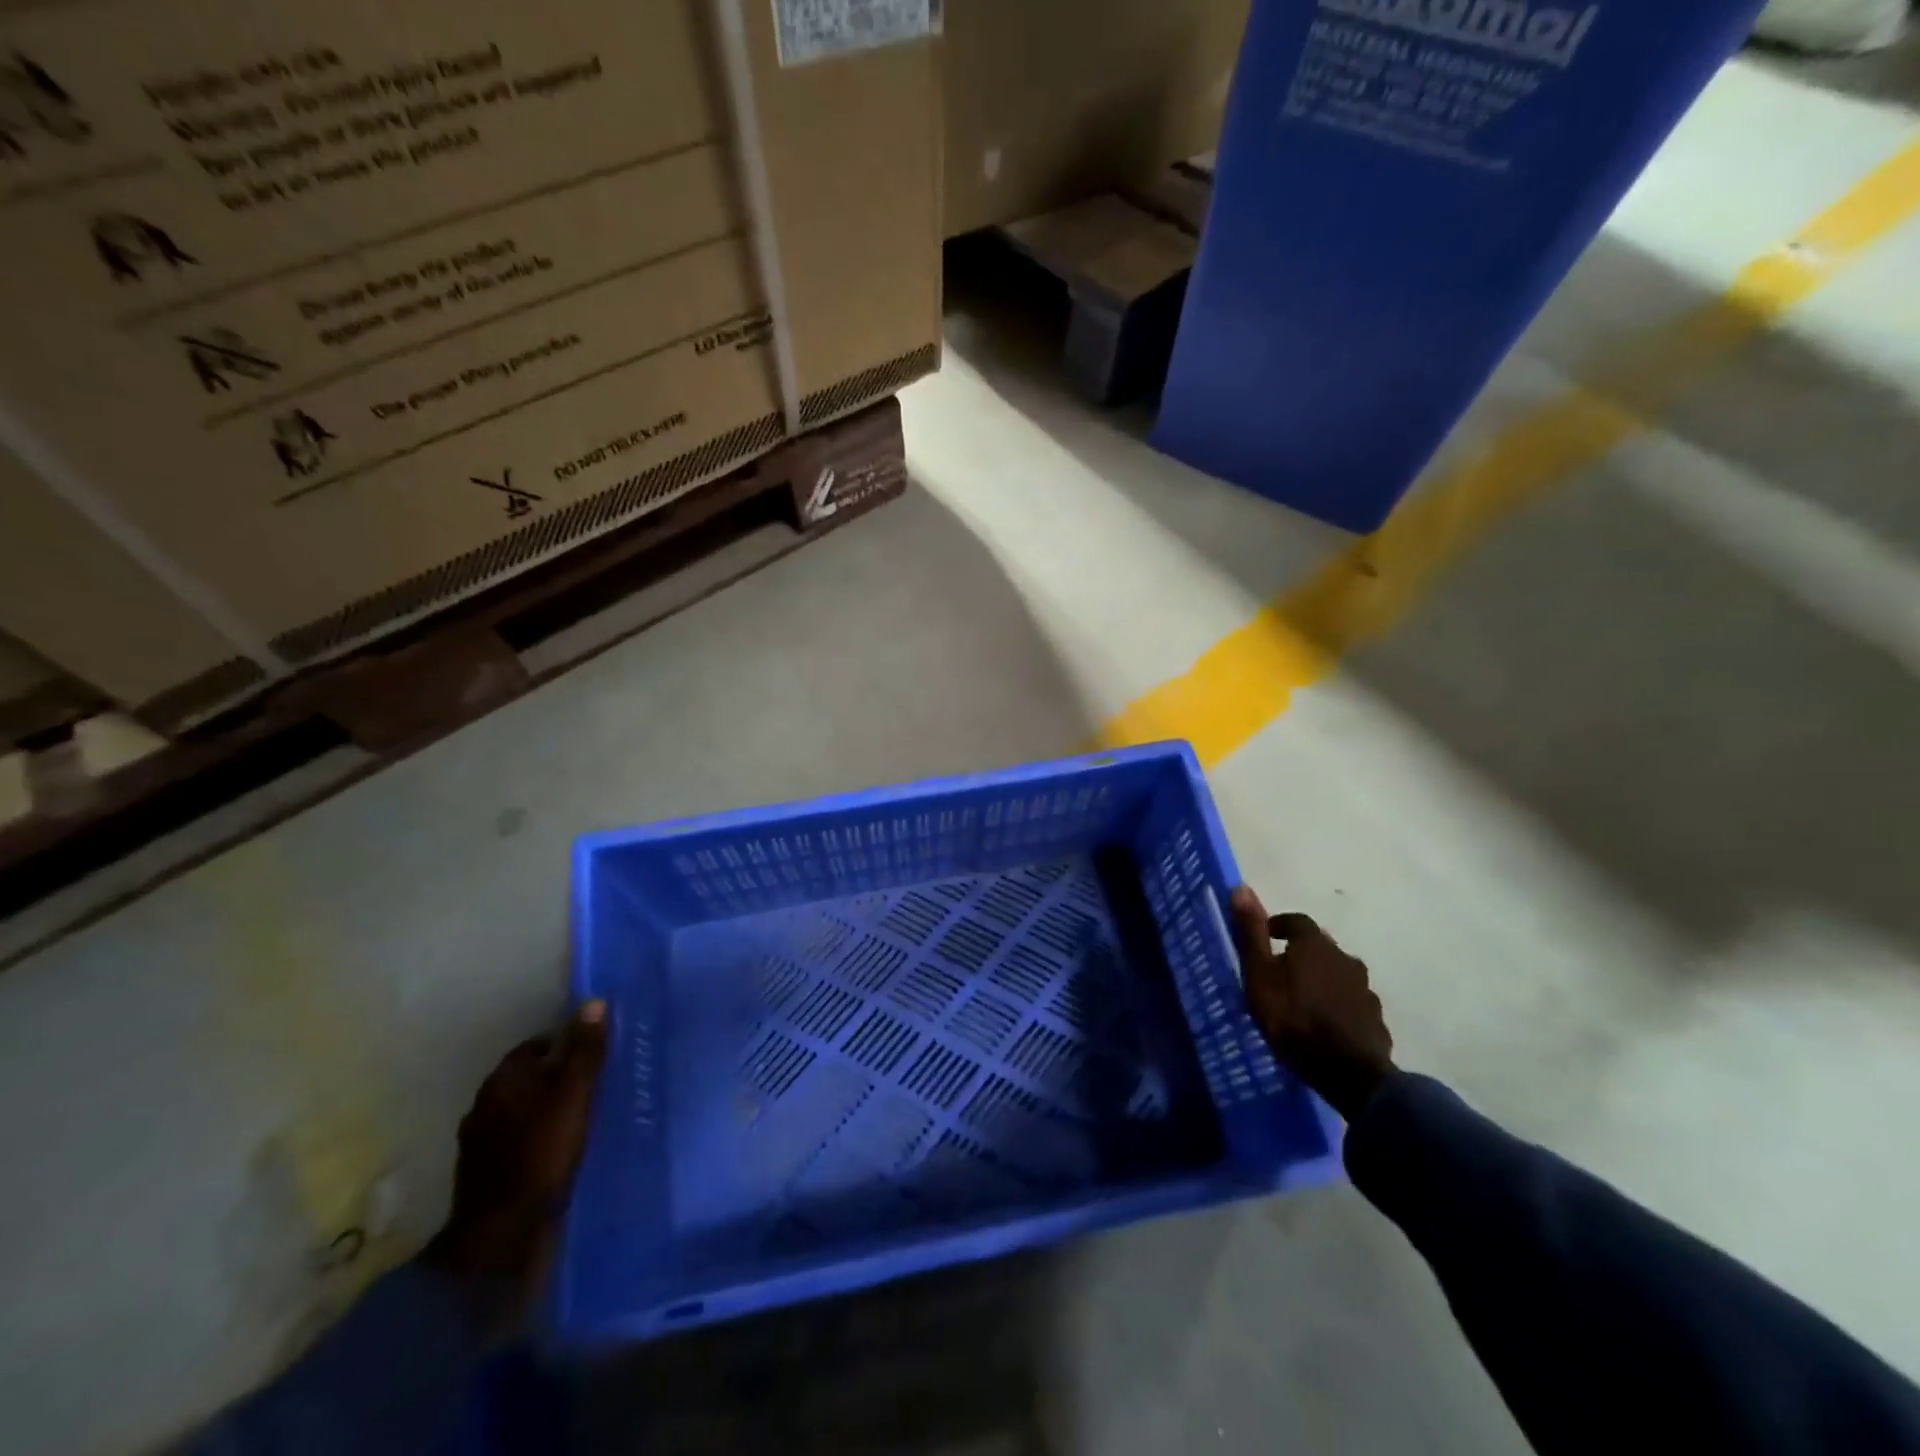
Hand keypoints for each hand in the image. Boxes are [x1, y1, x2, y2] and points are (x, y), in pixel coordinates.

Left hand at [422, 999, 607, 1315]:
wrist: (499, 1238)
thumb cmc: (541, 1155)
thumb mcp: (574, 1097)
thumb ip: (585, 1052)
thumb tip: (594, 1002)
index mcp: (502, 1080)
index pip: (537, 1045)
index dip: (567, 1046)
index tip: (595, 1057)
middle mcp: (483, 1104)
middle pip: (527, 1077)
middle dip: (555, 1077)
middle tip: (592, 1086)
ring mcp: (479, 1142)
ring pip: (520, 1111)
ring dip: (544, 1110)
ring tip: (579, 1118)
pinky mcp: (483, 1174)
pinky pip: (516, 1141)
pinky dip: (535, 1139)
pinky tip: (556, 1151)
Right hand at [1229, 887, 1393, 1119]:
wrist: (1348, 1072)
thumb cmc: (1293, 1018)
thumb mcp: (1259, 975)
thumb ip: (1251, 933)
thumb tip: (1241, 887)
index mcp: (1315, 944)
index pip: (1296, 921)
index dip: (1279, 926)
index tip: (1266, 939)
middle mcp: (1345, 958)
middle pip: (1320, 948)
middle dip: (1301, 954)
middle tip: (1281, 972)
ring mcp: (1365, 990)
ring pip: (1338, 976)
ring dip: (1322, 981)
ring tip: (1303, 1001)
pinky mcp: (1375, 1018)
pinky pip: (1352, 1004)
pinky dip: (1339, 1006)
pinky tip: (1327, 1024)